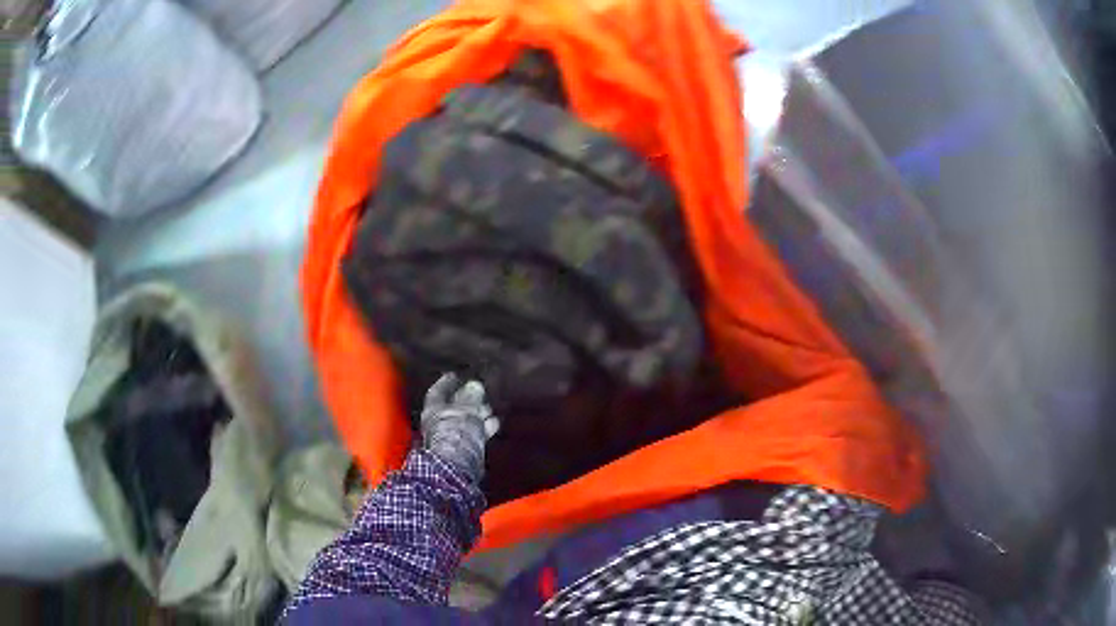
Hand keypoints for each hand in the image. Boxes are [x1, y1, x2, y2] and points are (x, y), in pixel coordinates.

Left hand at [420, 373, 499, 480]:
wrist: (459, 465)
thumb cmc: (457, 432)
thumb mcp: (466, 409)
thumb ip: (471, 396)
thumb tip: (474, 385)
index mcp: (433, 410)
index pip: (438, 392)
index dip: (446, 383)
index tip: (455, 375)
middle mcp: (439, 423)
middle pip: (454, 407)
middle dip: (468, 400)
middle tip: (480, 391)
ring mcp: (451, 438)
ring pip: (466, 421)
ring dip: (478, 414)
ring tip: (490, 408)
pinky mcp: (464, 450)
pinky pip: (473, 434)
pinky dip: (483, 428)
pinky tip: (493, 424)